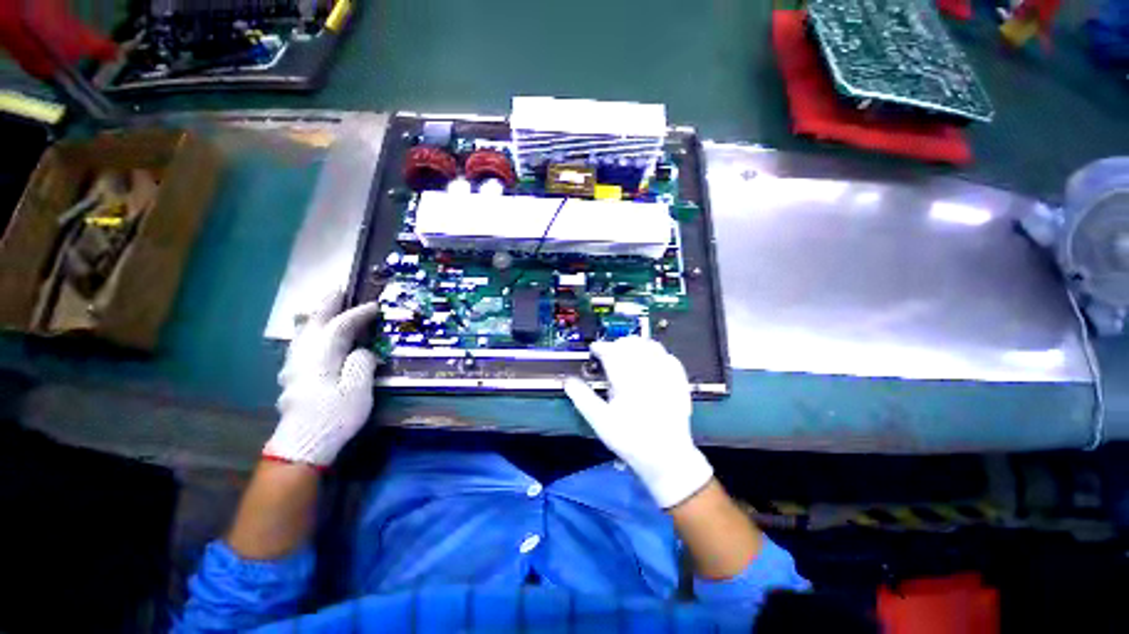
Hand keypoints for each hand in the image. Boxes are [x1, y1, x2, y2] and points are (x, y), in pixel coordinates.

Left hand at [264, 291, 380, 466]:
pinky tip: (306, 337)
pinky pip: (298, 345)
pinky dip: (305, 333)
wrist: (304, 443)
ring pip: (301, 333)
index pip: (341, 326)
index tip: (374, 306)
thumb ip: (361, 363)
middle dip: (327, 305)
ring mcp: (294, 366)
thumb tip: (361, 351)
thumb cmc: (335, 415)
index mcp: (322, 356)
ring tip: (319, 307)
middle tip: (339, 290)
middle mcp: (304, 356)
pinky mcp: (291, 377)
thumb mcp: (358, 389)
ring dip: (313, 317)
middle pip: (314, 323)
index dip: (358, 314)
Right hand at [565, 337, 712, 507]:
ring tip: (628, 353)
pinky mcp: (678, 382)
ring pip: (651, 346)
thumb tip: (568, 381)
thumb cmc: (630, 439)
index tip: (594, 349)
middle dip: (617, 345)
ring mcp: (666, 375)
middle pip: (631, 344)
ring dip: (637, 345)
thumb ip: (583, 398)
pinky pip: (668, 357)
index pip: (611, 352)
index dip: (600, 347)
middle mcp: (647, 372)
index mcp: (627, 380)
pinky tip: (651, 360)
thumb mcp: (601, 422)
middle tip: (609, 353)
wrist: (666, 457)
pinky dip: (656, 353)